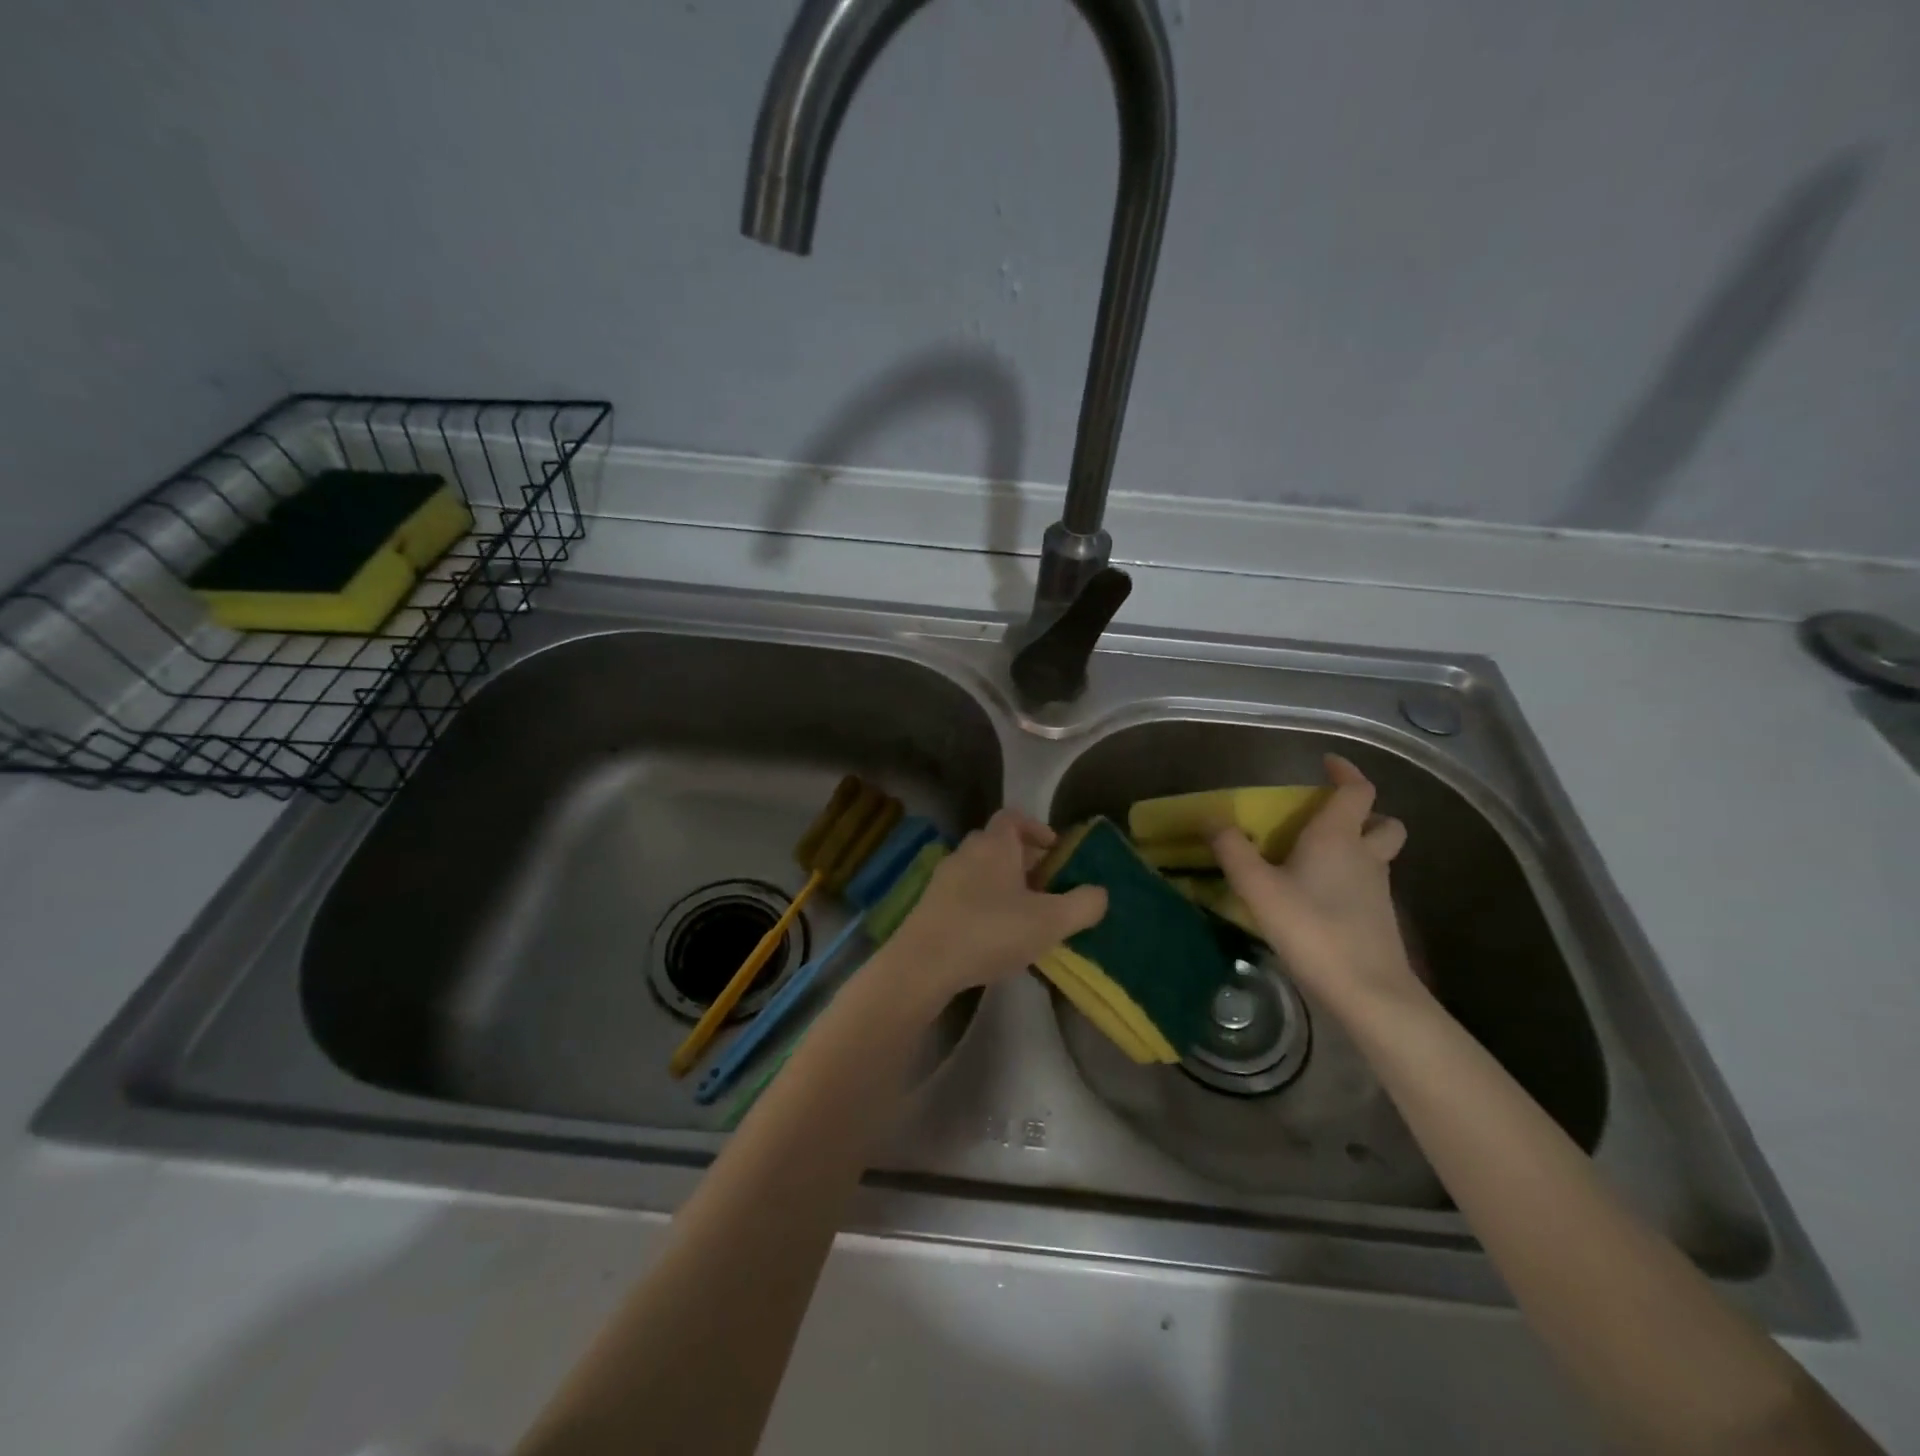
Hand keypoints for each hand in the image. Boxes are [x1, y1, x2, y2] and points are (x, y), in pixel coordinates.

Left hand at [878, 809, 1107, 1010]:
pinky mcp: (930, 904)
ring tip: (1025, 915)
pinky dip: (983, 903)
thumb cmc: (990, 931)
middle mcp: (966, 851)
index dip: (1036, 828)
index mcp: (994, 844)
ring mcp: (944, 878)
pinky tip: (995, 935)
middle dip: (1024, 860)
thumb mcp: (1050, 921)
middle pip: (998, 844)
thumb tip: (1099, 893)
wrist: (923, 964)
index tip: (1055, 850)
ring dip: (1004, 884)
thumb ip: (1083, 904)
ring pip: (981, 870)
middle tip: (1047, 887)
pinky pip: (965, 893)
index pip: (1014, 817)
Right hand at [1210, 754, 1420, 1021]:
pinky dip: (1350, 879)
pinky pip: (1368, 883)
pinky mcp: (1379, 918)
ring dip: (1358, 846)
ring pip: (1378, 854)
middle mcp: (1365, 855)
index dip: (1346, 772)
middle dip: (1363, 813)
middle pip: (1383, 822)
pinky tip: (1319, 897)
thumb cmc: (1313, 929)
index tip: (1327, 763)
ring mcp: (1378, 889)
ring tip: (1316, 858)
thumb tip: (1212, 819)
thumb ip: (1233, 851)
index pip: (1357, 790)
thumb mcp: (1258, 889)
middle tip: (1328, 819)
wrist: (1369, 992)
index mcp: (1338, 837)